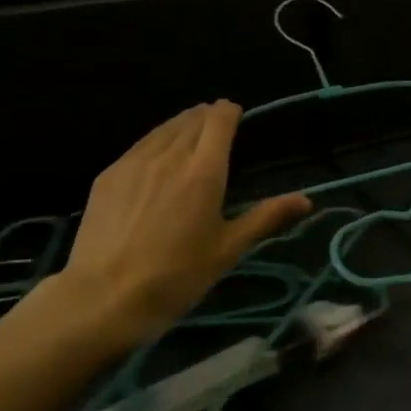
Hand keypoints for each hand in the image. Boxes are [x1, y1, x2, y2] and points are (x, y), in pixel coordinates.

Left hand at [41, 103, 309, 350]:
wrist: (103, 298)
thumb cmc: (176, 276)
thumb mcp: (228, 250)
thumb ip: (267, 218)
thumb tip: (307, 200)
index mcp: (204, 170)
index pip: (219, 119)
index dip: (230, 112)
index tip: (236, 118)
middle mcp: (169, 155)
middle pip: (192, 118)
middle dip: (207, 117)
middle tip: (216, 130)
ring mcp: (134, 162)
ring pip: (163, 128)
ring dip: (181, 125)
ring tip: (189, 138)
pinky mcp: (108, 175)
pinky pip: (139, 146)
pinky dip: (155, 143)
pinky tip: (155, 162)